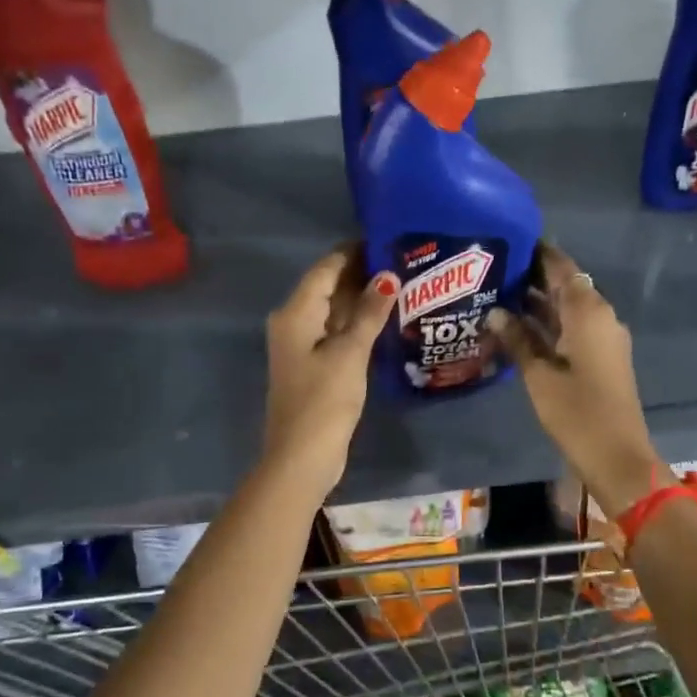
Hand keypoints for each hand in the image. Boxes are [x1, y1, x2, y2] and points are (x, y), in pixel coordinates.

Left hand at [261, 246, 397, 491]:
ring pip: (333, 310)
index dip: (354, 252)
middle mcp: (292, 322)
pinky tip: (384, 320)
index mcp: (295, 313)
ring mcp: (301, 345)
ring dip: (361, 300)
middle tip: (403, 262)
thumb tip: (387, 276)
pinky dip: (356, 324)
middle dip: (362, 274)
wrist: (301, 456)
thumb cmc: (324, 400)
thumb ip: (369, 313)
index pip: (326, 268)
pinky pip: (334, 332)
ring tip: (402, 285)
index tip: (387, 240)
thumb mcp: (350, 353)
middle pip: (328, 287)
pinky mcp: (312, 365)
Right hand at [486, 244, 666, 516]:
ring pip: (568, 308)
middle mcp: (600, 316)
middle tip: (493, 269)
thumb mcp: (538, 375)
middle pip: (565, 285)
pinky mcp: (601, 356)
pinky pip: (573, 327)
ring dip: (538, 301)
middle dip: (532, 276)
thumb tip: (495, 311)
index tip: (510, 240)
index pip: (561, 267)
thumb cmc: (576, 412)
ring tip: (498, 294)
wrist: (617, 455)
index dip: (538, 252)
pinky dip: (549, 322)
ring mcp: (603, 337)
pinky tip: (518, 326)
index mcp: (588, 312)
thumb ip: (517, 338)